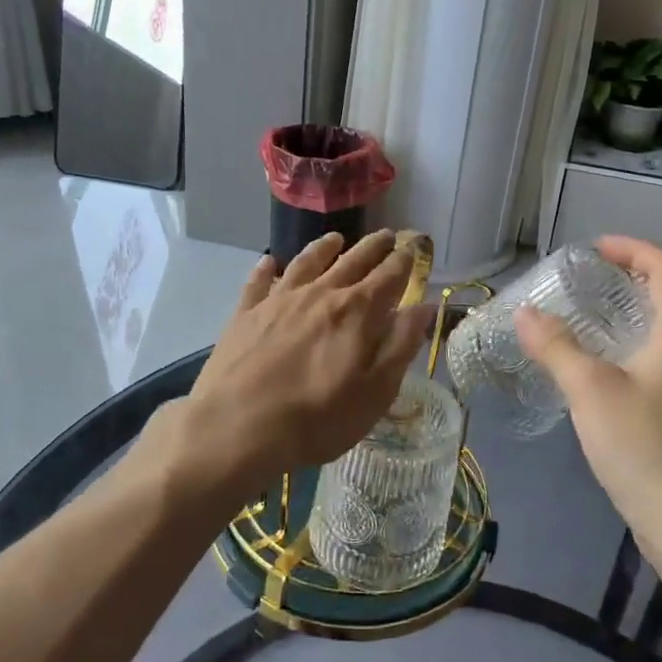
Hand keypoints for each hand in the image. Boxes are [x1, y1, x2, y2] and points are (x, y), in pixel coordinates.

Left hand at [170, 231, 435, 507]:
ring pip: (307, 262)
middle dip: (373, 247)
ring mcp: (279, 300)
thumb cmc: (317, 418)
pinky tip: (270, 262)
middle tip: (387, 235)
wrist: (238, 426)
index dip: (404, 261)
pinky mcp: (246, 313)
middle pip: (353, 261)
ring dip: (325, 248)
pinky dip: (267, 268)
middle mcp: (321, 294)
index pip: (389, 276)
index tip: (412, 248)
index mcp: (357, 312)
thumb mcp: (375, 392)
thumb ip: (401, 345)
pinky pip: (259, 281)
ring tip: (336, 239)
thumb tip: (424, 306)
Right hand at [514, 236, 661, 512]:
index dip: (632, 249)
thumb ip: (555, 346)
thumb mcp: (588, 388)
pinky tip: (618, 367)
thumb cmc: (641, 442)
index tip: (595, 250)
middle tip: (603, 279)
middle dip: (643, 275)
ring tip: (605, 317)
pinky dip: (649, 343)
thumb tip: (525, 314)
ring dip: (647, 310)